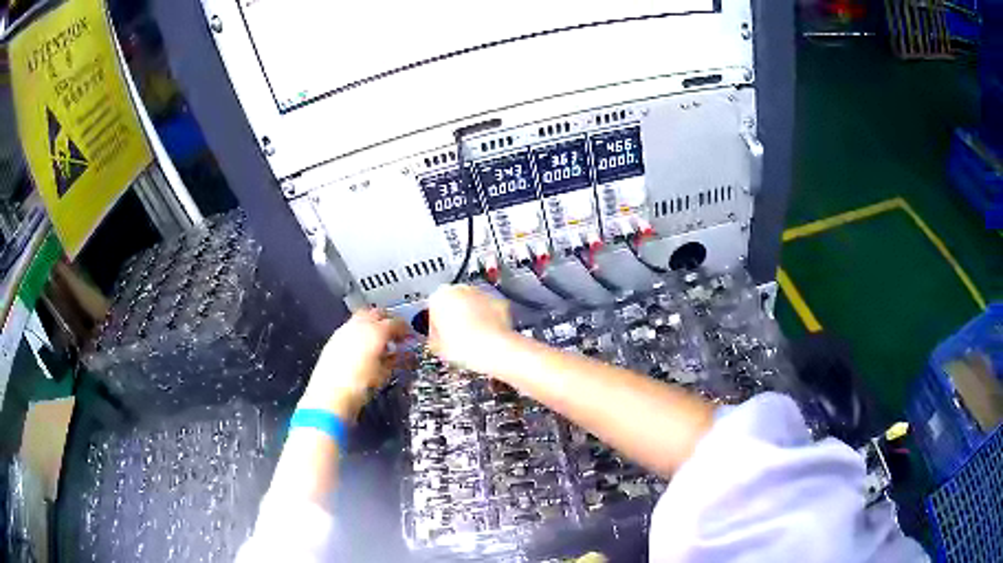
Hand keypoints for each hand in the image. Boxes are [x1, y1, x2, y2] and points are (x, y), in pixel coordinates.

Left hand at [298, 308, 409, 419]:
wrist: (332, 395)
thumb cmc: (358, 386)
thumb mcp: (385, 373)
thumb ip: (396, 359)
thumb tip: (401, 355)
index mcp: (376, 331)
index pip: (396, 323)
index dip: (405, 329)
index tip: (409, 335)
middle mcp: (359, 325)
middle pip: (377, 313)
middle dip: (388, 320)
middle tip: (396, 333)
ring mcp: (345, 330)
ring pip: (362, 317)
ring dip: (373, 324)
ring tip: (380, 340)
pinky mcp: (334, 339)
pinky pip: (351, 328)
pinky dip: (360, 332)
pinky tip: (363, 346)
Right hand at [428, 285, 511, 371]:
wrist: (494, 350)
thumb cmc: (466, 347)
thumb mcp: (438, 346)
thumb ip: (435, 337)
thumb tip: (438, 340)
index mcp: (440, 296)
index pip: (432, 310)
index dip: (436, 327)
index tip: (440, 337)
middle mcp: (461, 289)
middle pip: (453, 303)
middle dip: (455, 319)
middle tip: (456, 338)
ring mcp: (481, 293)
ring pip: (472, 305)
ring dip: (471, 317)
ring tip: (472, 339)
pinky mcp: (499, 301)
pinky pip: (489, 309)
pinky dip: (488, 319)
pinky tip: (485, 335)